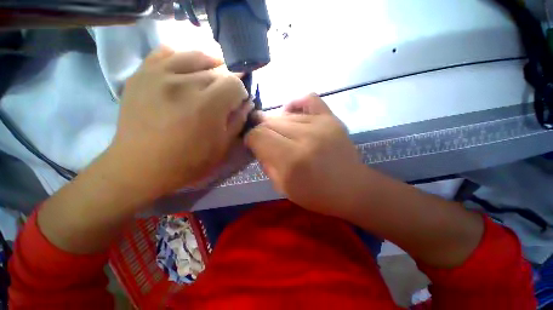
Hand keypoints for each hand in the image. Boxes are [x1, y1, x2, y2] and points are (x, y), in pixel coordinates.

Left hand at [105, 47, 251, 201]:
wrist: (141, 167)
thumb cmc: (189, 162)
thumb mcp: (223, 147)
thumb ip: (238, 121)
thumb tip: (247, 103)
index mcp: (206, 106)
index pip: (234, 83)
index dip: (240, 92)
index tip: (238, 102)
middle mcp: (183, 84)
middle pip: (217, 69)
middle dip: (226, 83)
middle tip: (224, 96)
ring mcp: (158, 75)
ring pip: (194, 56)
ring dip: (209, 66)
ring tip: (209, 79)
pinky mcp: (141, 74)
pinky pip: (165, 52)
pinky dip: (181, 57)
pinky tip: (185, 70)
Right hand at [245, 94, 365, 217]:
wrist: (352, 188)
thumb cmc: (316, 194)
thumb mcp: (283, 187)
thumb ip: (266, 163)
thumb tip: (258, 144)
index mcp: (292, 159)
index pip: (259, 136)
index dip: (251, 138)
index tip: (253, 144)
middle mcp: (305, 137)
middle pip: (270, 122)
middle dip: (261, 130)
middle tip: (265, 139)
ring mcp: (321, 124)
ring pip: (284, 114)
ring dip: (276, 123)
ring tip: (280, 133)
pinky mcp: (331, 118)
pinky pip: (308, 99)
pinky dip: (295, 104)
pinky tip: (293, 115)